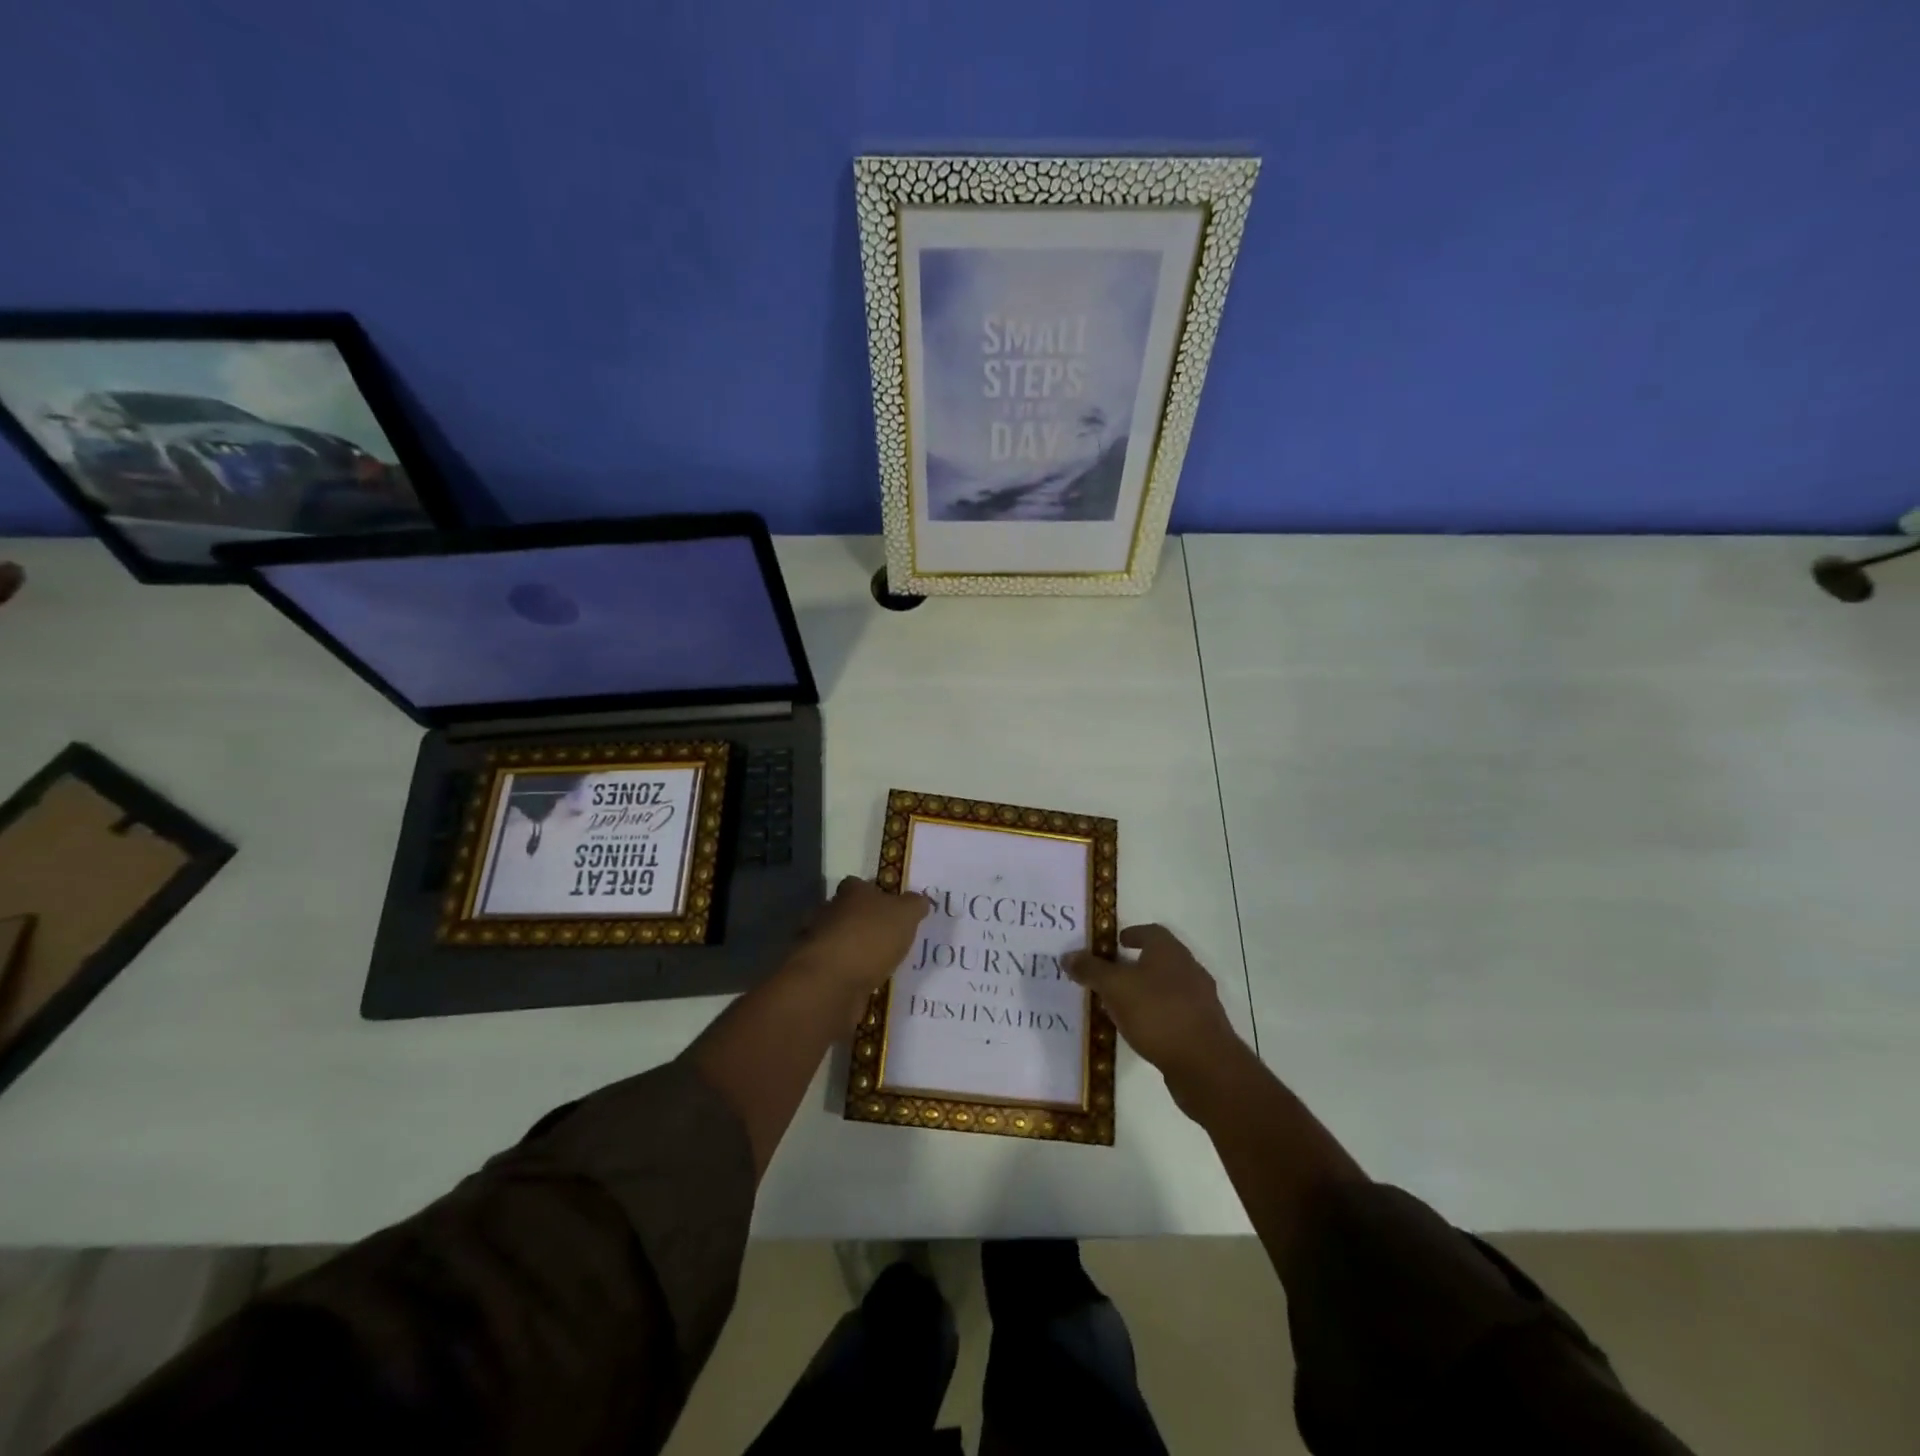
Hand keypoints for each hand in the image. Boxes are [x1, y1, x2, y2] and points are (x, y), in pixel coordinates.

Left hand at [787, 876, 929, 1005]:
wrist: (831, 983)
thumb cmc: (870, 938)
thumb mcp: (905, 915)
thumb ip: (914, 905)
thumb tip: (919, 900)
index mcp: (851, 892)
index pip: (859, 884)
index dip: (874, 892)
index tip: (890, 905)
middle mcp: (830, 912)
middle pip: (847, 912)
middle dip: (864, 922)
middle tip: (889, 936)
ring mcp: (819, 943)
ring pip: (840, 940)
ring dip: (855, 950)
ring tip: (880, 964)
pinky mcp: (816, 972)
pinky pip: (837, 968)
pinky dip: (848, 973)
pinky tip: (866, 983)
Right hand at [1066, 924, 1242, 1082]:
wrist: (1205, 1064)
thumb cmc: (1157, 1013)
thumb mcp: (1115, 988)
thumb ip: (1091, 970)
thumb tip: (1068, 955)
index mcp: (1170, 951)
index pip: (1150, 932)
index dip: (1132, 934)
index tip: (1115, 943)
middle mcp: (1189, 969)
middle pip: (1160, 959)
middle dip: (1136, 964)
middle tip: (1110, 974)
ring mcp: (1200, 1000)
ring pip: (1167, 987)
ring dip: (1146, 991)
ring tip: (1121, 1004)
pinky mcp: (1203, 1028)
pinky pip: (1174, 1013)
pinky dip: (1157, 1014)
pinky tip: (1141, 1030)